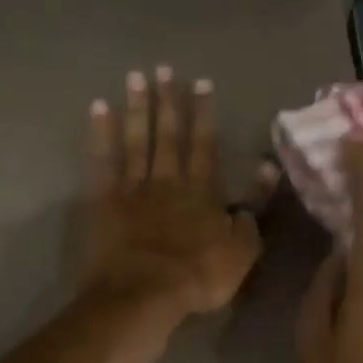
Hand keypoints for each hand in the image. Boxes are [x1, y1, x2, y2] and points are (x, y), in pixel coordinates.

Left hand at [84, 66, 271, 321]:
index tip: (201, 83)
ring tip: (135, 78)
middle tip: (163, 69)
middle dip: (168, 101)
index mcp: (202, 192)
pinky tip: (98, 109)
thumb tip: (265, 174)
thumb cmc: (197, 277)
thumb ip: (252, 212)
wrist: (144, 294)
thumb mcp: (241, 253)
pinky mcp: (105, 202)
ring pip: (136, 140)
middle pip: (169, 135)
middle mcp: (168, 181)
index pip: (205, 145)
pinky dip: (100, 134)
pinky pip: (102, 161)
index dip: (204, 114)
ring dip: (136, 108)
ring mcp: (133, 189)